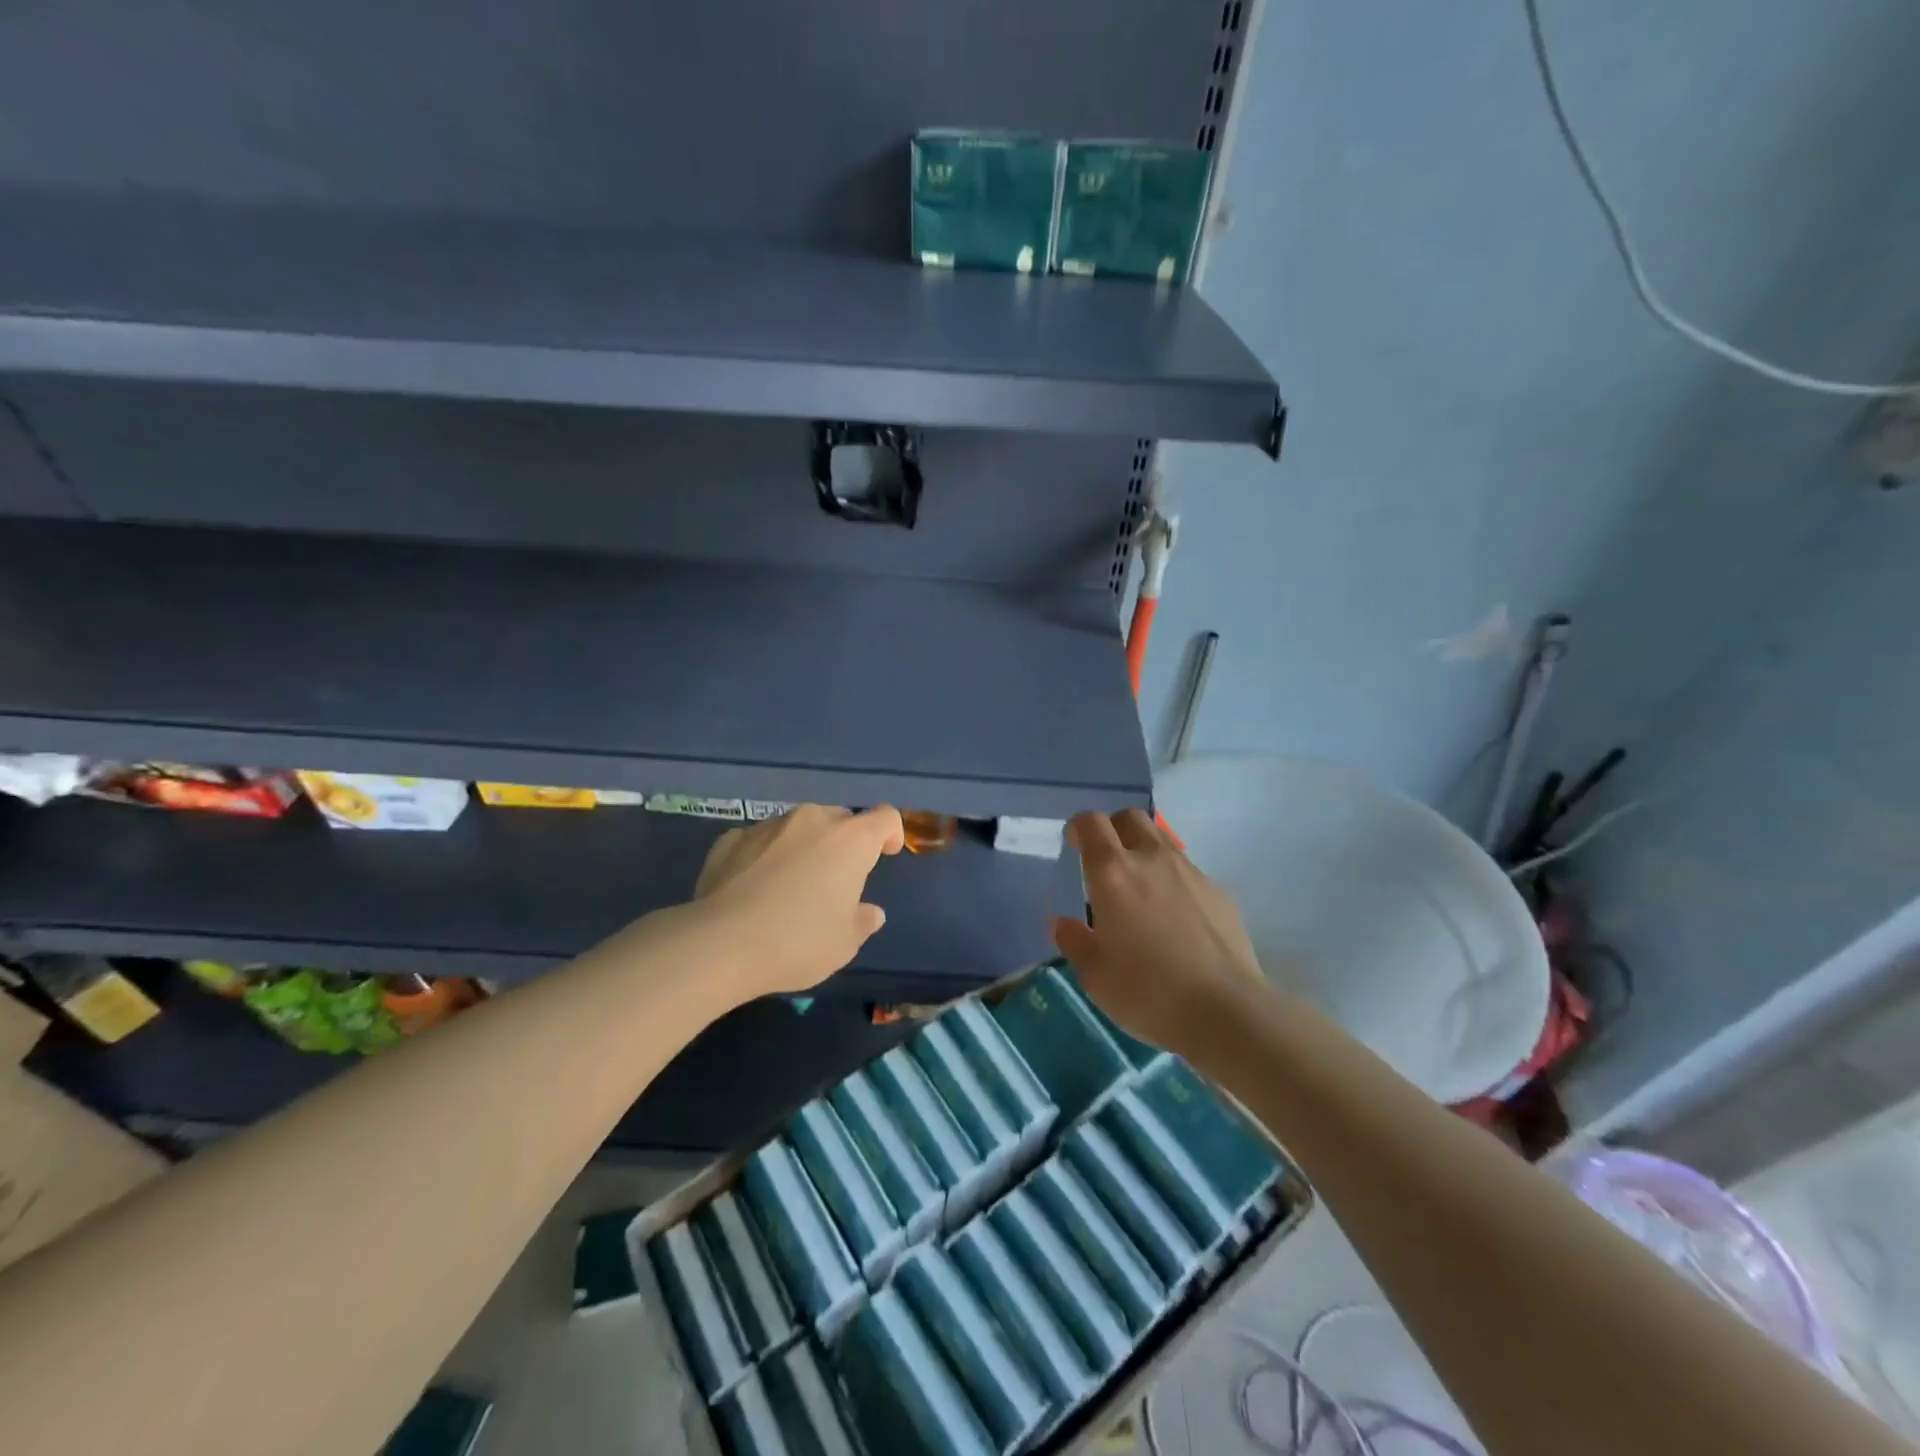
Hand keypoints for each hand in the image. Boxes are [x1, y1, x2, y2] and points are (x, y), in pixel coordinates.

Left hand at [692, 804, 904, 999]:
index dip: (890, 833)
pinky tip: (753, 886)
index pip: (885, 817)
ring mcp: (768, 826)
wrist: (719, 944)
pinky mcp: (730, 839)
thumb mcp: (844, 944)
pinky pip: (759, 840)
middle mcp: (812, 821)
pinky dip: (764, 855)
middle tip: (836, 878)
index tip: (885, 855)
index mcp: (850, 840)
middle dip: (844, 841)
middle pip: (840, 818)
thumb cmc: (798, 942)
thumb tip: (869, 912)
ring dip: (803, 846)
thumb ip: (862, 921)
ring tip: (791, 883)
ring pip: (798, 826)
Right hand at [1051, 809, 1267, 1056]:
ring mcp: (1190, 872)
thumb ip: (1074, 942)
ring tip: (1141, 889)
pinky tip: (1177, 919)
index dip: (1078, 827)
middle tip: (1107, 859)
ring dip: (1145, 851)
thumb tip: (1063, 923)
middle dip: (1114, 828)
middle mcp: (1151, 859)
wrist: (1226, 1011)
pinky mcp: (1220, 891)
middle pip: (1130, 817)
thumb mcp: (1095, 975)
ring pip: (1162, 841)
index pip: (1091, 823)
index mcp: (1112, 873)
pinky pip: (1188, 872)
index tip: (1073, 844)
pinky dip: (1174, 881)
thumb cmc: (1147, 992)